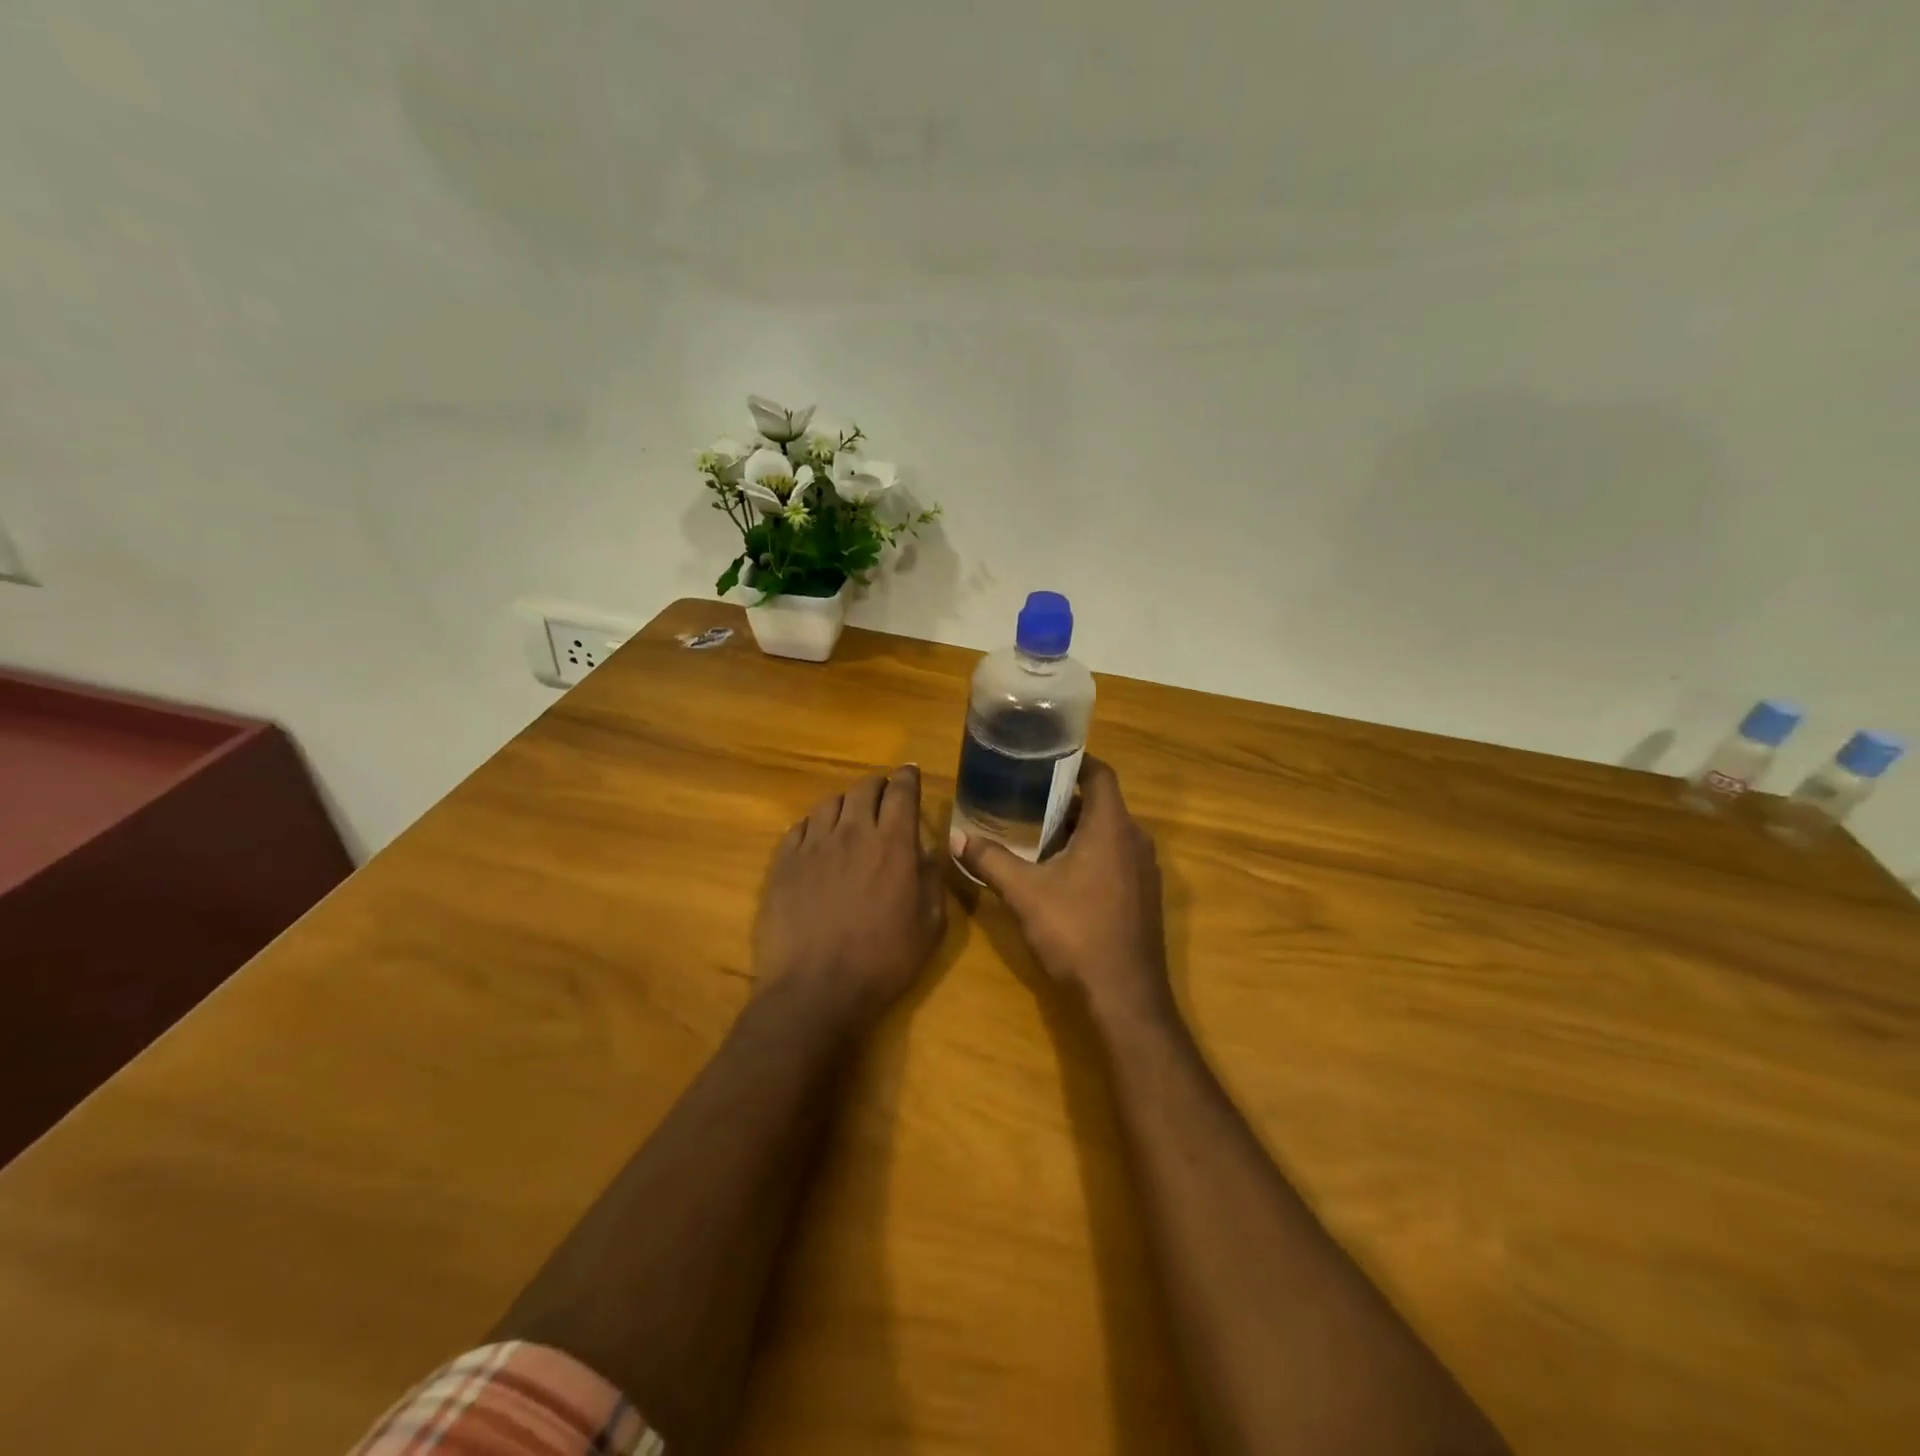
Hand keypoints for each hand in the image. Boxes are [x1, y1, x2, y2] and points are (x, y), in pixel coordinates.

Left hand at [753, 765, 945, 1030]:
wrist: (816, 989)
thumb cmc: (883, 961)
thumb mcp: (930, 926)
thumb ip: (932, 880)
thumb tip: (928, 850)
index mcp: (893, 844)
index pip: (902, 793)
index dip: (907, 777)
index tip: (910, 772)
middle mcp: (852, 833)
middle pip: (863, 788)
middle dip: (877, 784)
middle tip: (883, 793)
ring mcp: (813, 846)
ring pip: (828, 803)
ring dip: (845, 803)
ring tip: (849, 815)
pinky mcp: (783, 863)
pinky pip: (799, 828)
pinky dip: (813, 825)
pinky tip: (817, 839)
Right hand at [955, 757, 1171, 1023]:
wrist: (1125, 996)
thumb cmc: (1077, 933)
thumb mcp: (1024, 893)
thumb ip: (990, 860)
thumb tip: (956, 836)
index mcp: (1112, 827)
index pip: (1100, 774)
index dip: (1074, 761)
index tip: (1042, 760)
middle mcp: (1135, 840)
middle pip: (1103, 803)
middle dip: (1066, 798)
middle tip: (1027, 798)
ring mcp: (1145, 870)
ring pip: (1110, 832)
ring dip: (1078, 828)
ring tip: (1037, 832)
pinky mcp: (1144, 895)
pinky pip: (1117, 857)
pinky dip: (1092, 852)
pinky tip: (1061, 872)